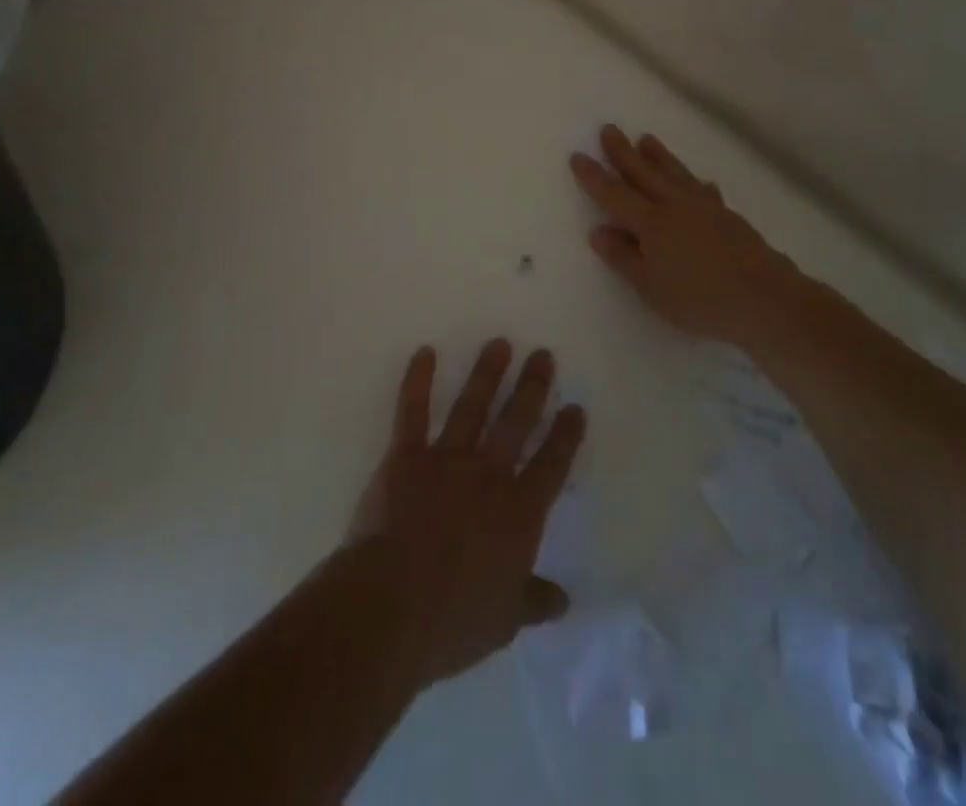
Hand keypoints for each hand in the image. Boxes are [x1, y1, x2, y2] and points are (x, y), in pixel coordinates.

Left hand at [347, 339, 586, 688]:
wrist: (390, 607)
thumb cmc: (452, 621)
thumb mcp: (504, 620)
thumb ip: (534, 601)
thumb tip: (564, 600)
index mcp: (519, 512)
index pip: (552, 465)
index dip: (566, 435)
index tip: (575, 407)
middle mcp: (488, 475)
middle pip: (516, 423)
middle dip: (532, 387)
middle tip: (543, 355)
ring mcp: (446, 459)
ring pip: (472, 406)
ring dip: (486, 373)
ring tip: (499, 344)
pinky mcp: (406, 456)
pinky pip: (413, 411)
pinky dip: (418, 380)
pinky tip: (425, 352)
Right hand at [570, 124, 810, 349]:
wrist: (763, 298)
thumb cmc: (698, 299)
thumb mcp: (649, 287)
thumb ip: (623, 257)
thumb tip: (598, 230)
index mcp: (651, 223)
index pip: (614, 194)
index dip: (594, 176)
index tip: (578, 155)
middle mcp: (675, 206)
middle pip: (644, 173)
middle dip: (623, 152)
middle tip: (609, 129)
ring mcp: (705, 208)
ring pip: (675, 174)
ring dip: (659, 156)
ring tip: (647, 139)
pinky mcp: (728, 217)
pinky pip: (705, 191)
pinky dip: (697, 184)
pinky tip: (701, 183)